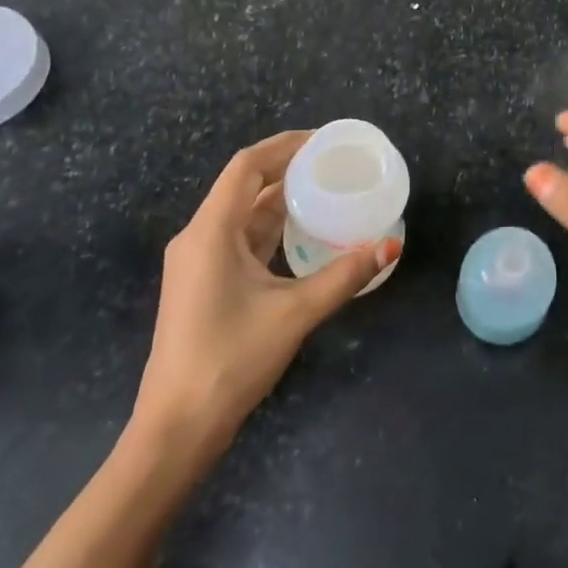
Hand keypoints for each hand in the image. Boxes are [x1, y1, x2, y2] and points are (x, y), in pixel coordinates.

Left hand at [130, 131, 400, 451]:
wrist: (177, 426)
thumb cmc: (230, 360)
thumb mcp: (294, 314)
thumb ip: (344, 277)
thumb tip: (390, 247)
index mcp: (210, 232)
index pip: (246, 166)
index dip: (285, 146)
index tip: (324, 140)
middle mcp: (199, 237)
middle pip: (245, 185)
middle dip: (288, 169)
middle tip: (335, 164)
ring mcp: (199, 261)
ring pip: (244, 214)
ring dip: (281, 199)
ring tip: (327, 190)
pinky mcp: (206, 282)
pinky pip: (242, 239)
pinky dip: (273, 228)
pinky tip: (305, 232)